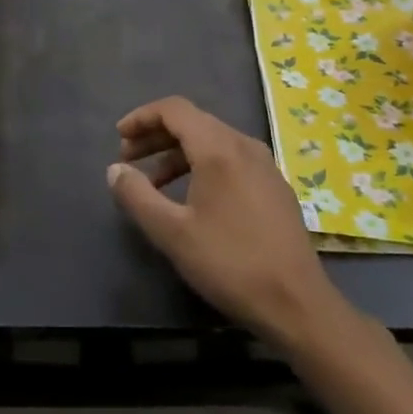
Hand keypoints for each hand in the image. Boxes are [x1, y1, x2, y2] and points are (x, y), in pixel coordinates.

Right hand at [109, 96, 342, 343]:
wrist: (297, 303)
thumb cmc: (230, 263)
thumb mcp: (172, 233)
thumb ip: (137, 196)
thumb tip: (115, 170)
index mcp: (219, 148)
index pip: (174, 110)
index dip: (142, 117)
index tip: (119, 137)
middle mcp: (244, 145)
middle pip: (193, 122)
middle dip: (156, 136)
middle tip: (128, 159)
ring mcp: (265, 165)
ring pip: (213, 141)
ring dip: (177, 153)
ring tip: (153, 183)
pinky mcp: (275, 186)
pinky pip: (231, 159)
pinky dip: (202, 165)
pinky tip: (191, 197)